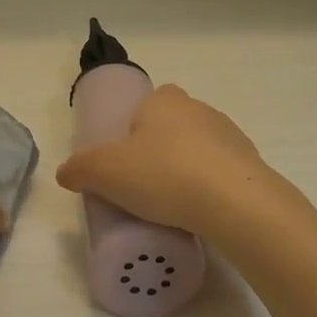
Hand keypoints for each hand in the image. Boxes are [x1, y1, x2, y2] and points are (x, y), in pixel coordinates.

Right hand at [54, 86, 271, 236]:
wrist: (235, 203)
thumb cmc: (164, 175)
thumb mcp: (105, 173)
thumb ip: (80, 170)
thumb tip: (65, 173)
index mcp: (165, 100)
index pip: (145, 105)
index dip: (130, 131)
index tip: (122, 162)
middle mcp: (200, 109)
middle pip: (170, 128)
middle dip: (156, 153)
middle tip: (139, 188)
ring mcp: (230, 136)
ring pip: (197, 152)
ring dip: (183, 172)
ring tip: (168, 208)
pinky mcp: (251, 166)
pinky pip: (220, 176)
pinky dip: (208, 190)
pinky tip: (197, 215)